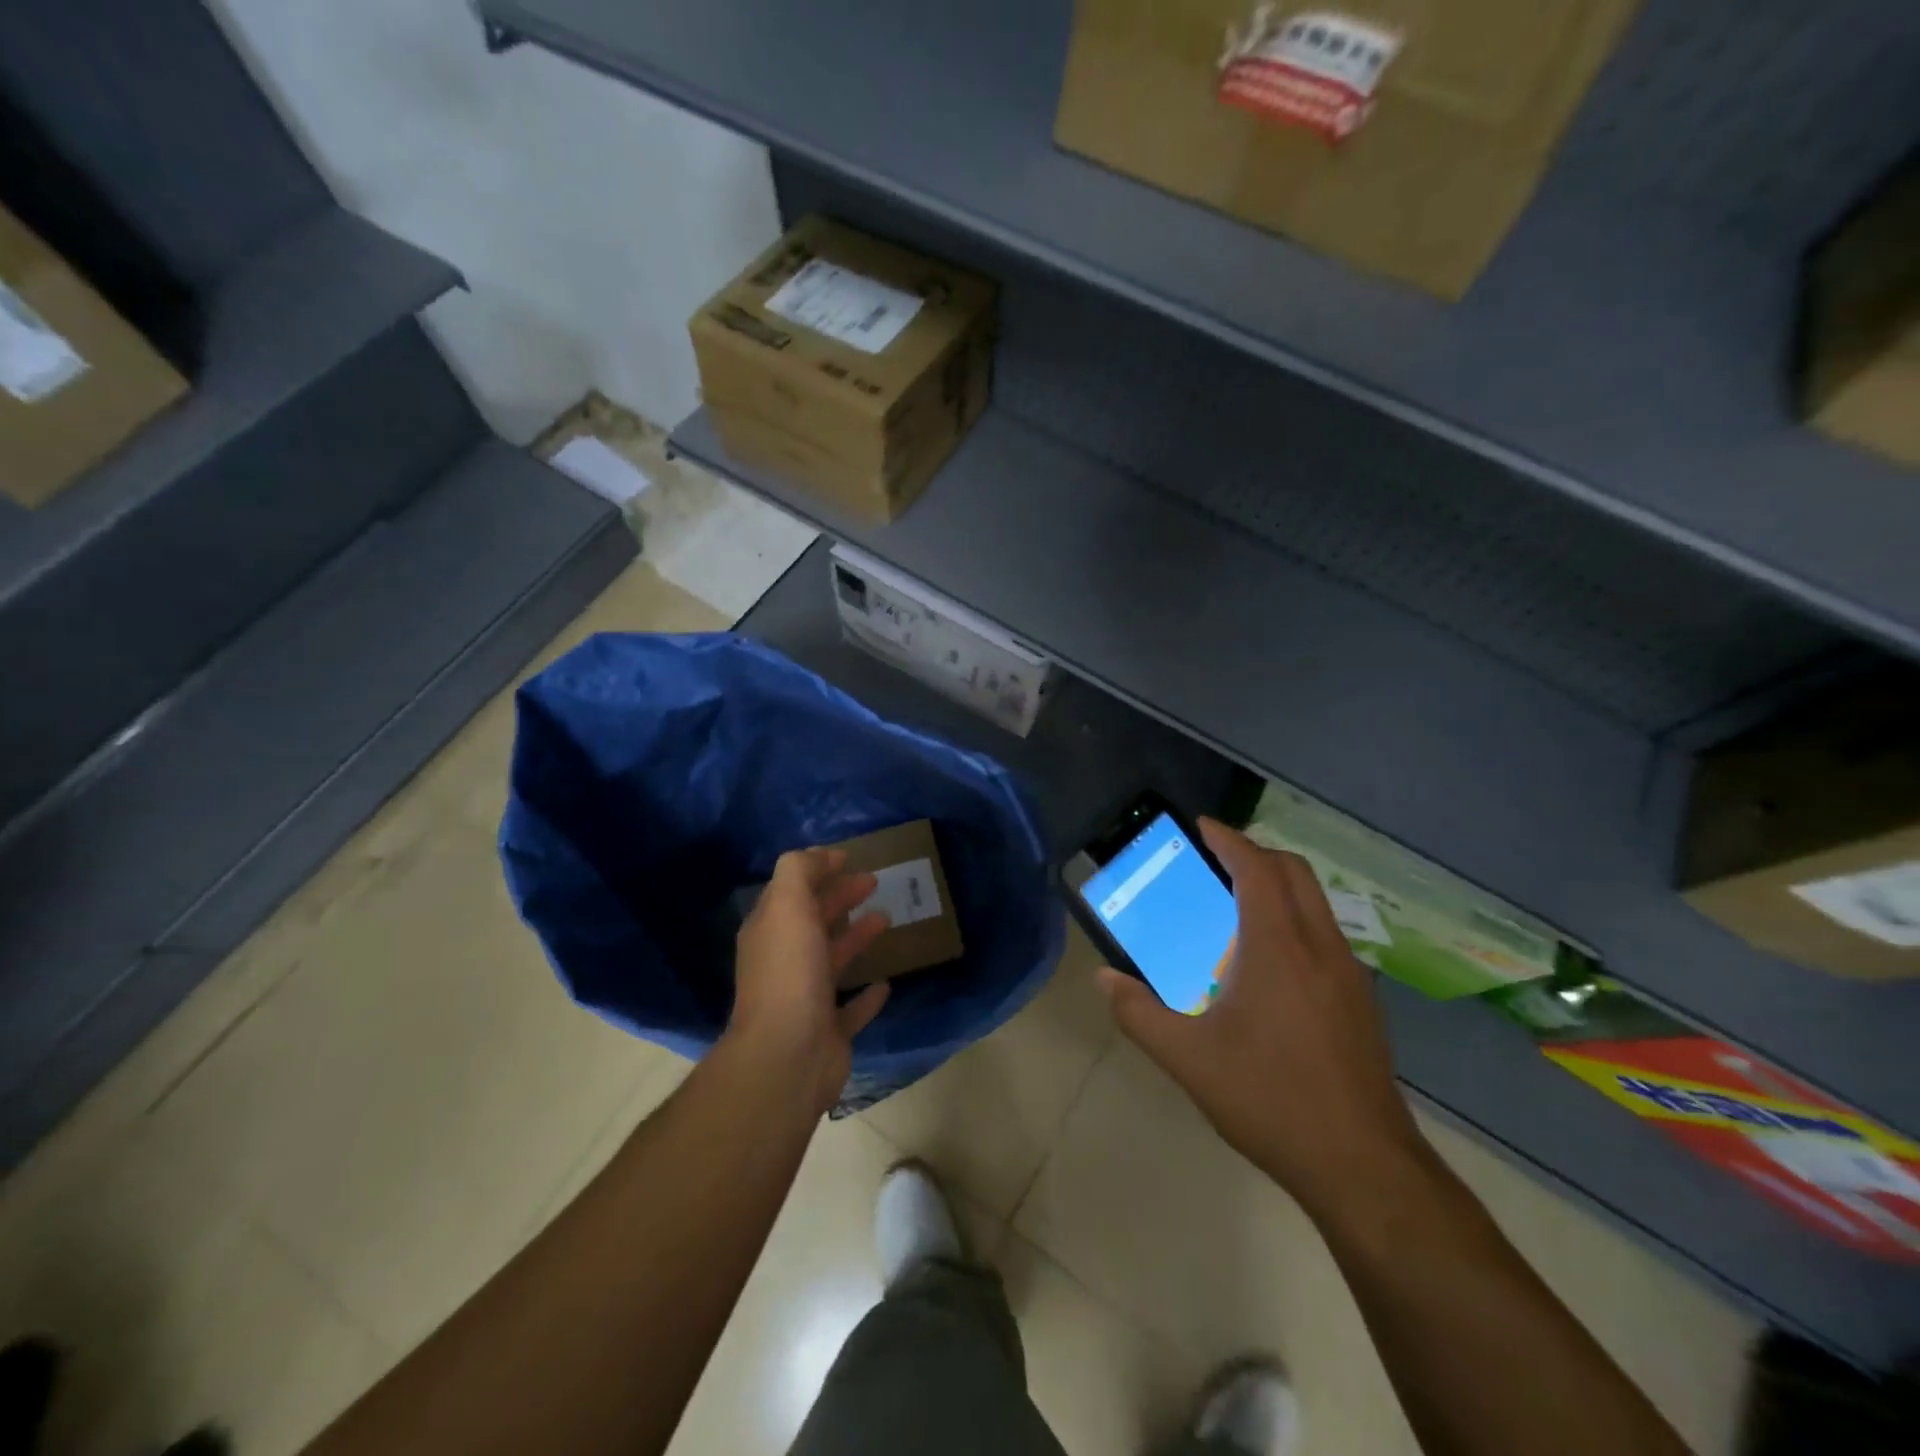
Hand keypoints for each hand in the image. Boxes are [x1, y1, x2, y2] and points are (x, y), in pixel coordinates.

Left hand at [728, 847, 892, 1112]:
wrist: (788, 1055)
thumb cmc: (790, 972)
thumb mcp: (788, 906)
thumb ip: (799, 872)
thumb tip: (818, 855)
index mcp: (770, 931)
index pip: (792, 891)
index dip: (817, 870)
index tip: (849, 857)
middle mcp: (784, 962)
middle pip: (814, 921)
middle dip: (840, 898)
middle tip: (873, 881)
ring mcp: (806, 999)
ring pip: (833, 960)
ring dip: (856, 937)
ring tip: (886, 918)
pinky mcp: (829, 1032)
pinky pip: (851, 1009)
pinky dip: (867, 996)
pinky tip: (885, 984)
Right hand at [1099, 819, 1424, 1219]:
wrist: (1363, 1167)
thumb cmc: (1270, 1100)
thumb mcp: (1189, 1060)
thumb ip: (1139, 1014)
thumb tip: (1103, 979)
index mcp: (1280, 949)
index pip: (1257, 870)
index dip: (1230, 840)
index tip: (1202, 825)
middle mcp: (1321, 948)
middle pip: (1294, 873)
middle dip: (1256, 853)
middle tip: (1216, 860)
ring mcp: (1349, 975)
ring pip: (1316, 903)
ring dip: (1278, 885)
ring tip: (1236, 905)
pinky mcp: (1361, 1002)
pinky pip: (1325, 934)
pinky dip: (1294, 919)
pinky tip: (1268, 962)